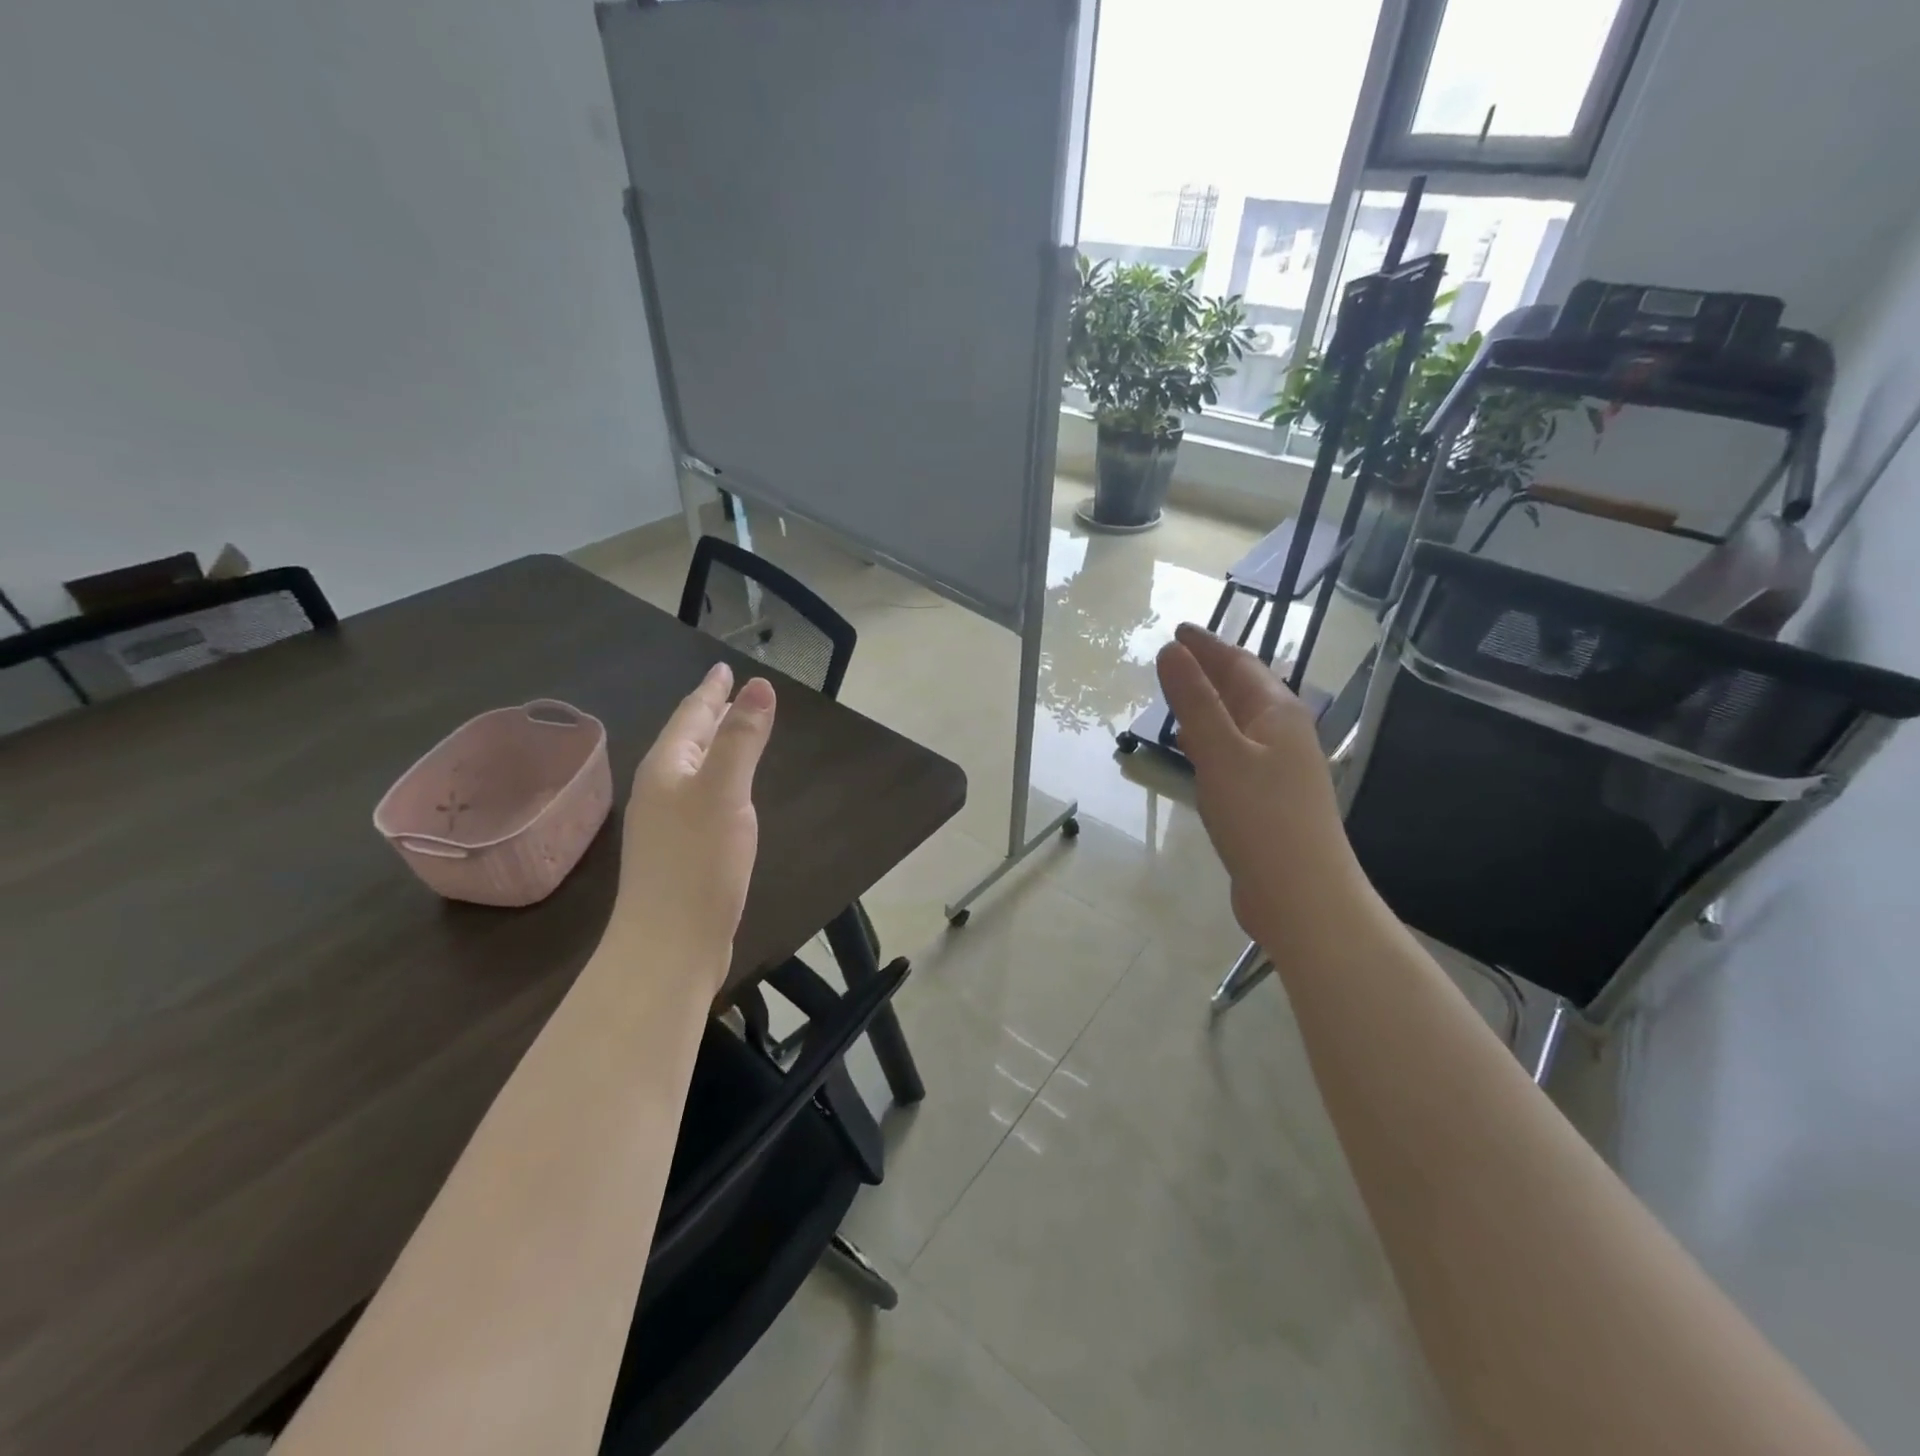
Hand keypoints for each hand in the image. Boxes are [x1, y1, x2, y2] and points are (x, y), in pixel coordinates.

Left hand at [615, 662, 775, 989]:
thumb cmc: (697, 863)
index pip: (691, 715)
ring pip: (694, 768)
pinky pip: (702, 796)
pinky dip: (718, 777)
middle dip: (709, 712)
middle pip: (688, 739)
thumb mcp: (724, 792)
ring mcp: (669, 823)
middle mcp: (662, 789)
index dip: (711, 691)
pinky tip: (728, 789)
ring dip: (713, 743)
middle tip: (730, 690)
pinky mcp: (682, 851)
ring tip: (731, 729)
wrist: (669, 945)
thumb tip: (759, 685)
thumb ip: (742, 738)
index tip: (724, 667)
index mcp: (667, 768)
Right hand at [1155, 624, 1373, 954]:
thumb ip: (1194, 701)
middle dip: (1210, 670)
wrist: (1302, 896)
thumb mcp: (1220, 752)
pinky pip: (1236, 753)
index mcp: (1278, 713)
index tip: (1179, 630)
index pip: (1239, 664)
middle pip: (1244, 690)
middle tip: (1175, 657)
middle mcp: (1283, 734)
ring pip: (1240, 722)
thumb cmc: (1261, 817)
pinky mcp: (1269, 800)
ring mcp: (1280, 769)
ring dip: (1211, 705)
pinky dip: (1213, 740)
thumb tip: (1171, 651)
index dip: (1207, 646)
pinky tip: (1196, 751)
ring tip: (1180, 696)